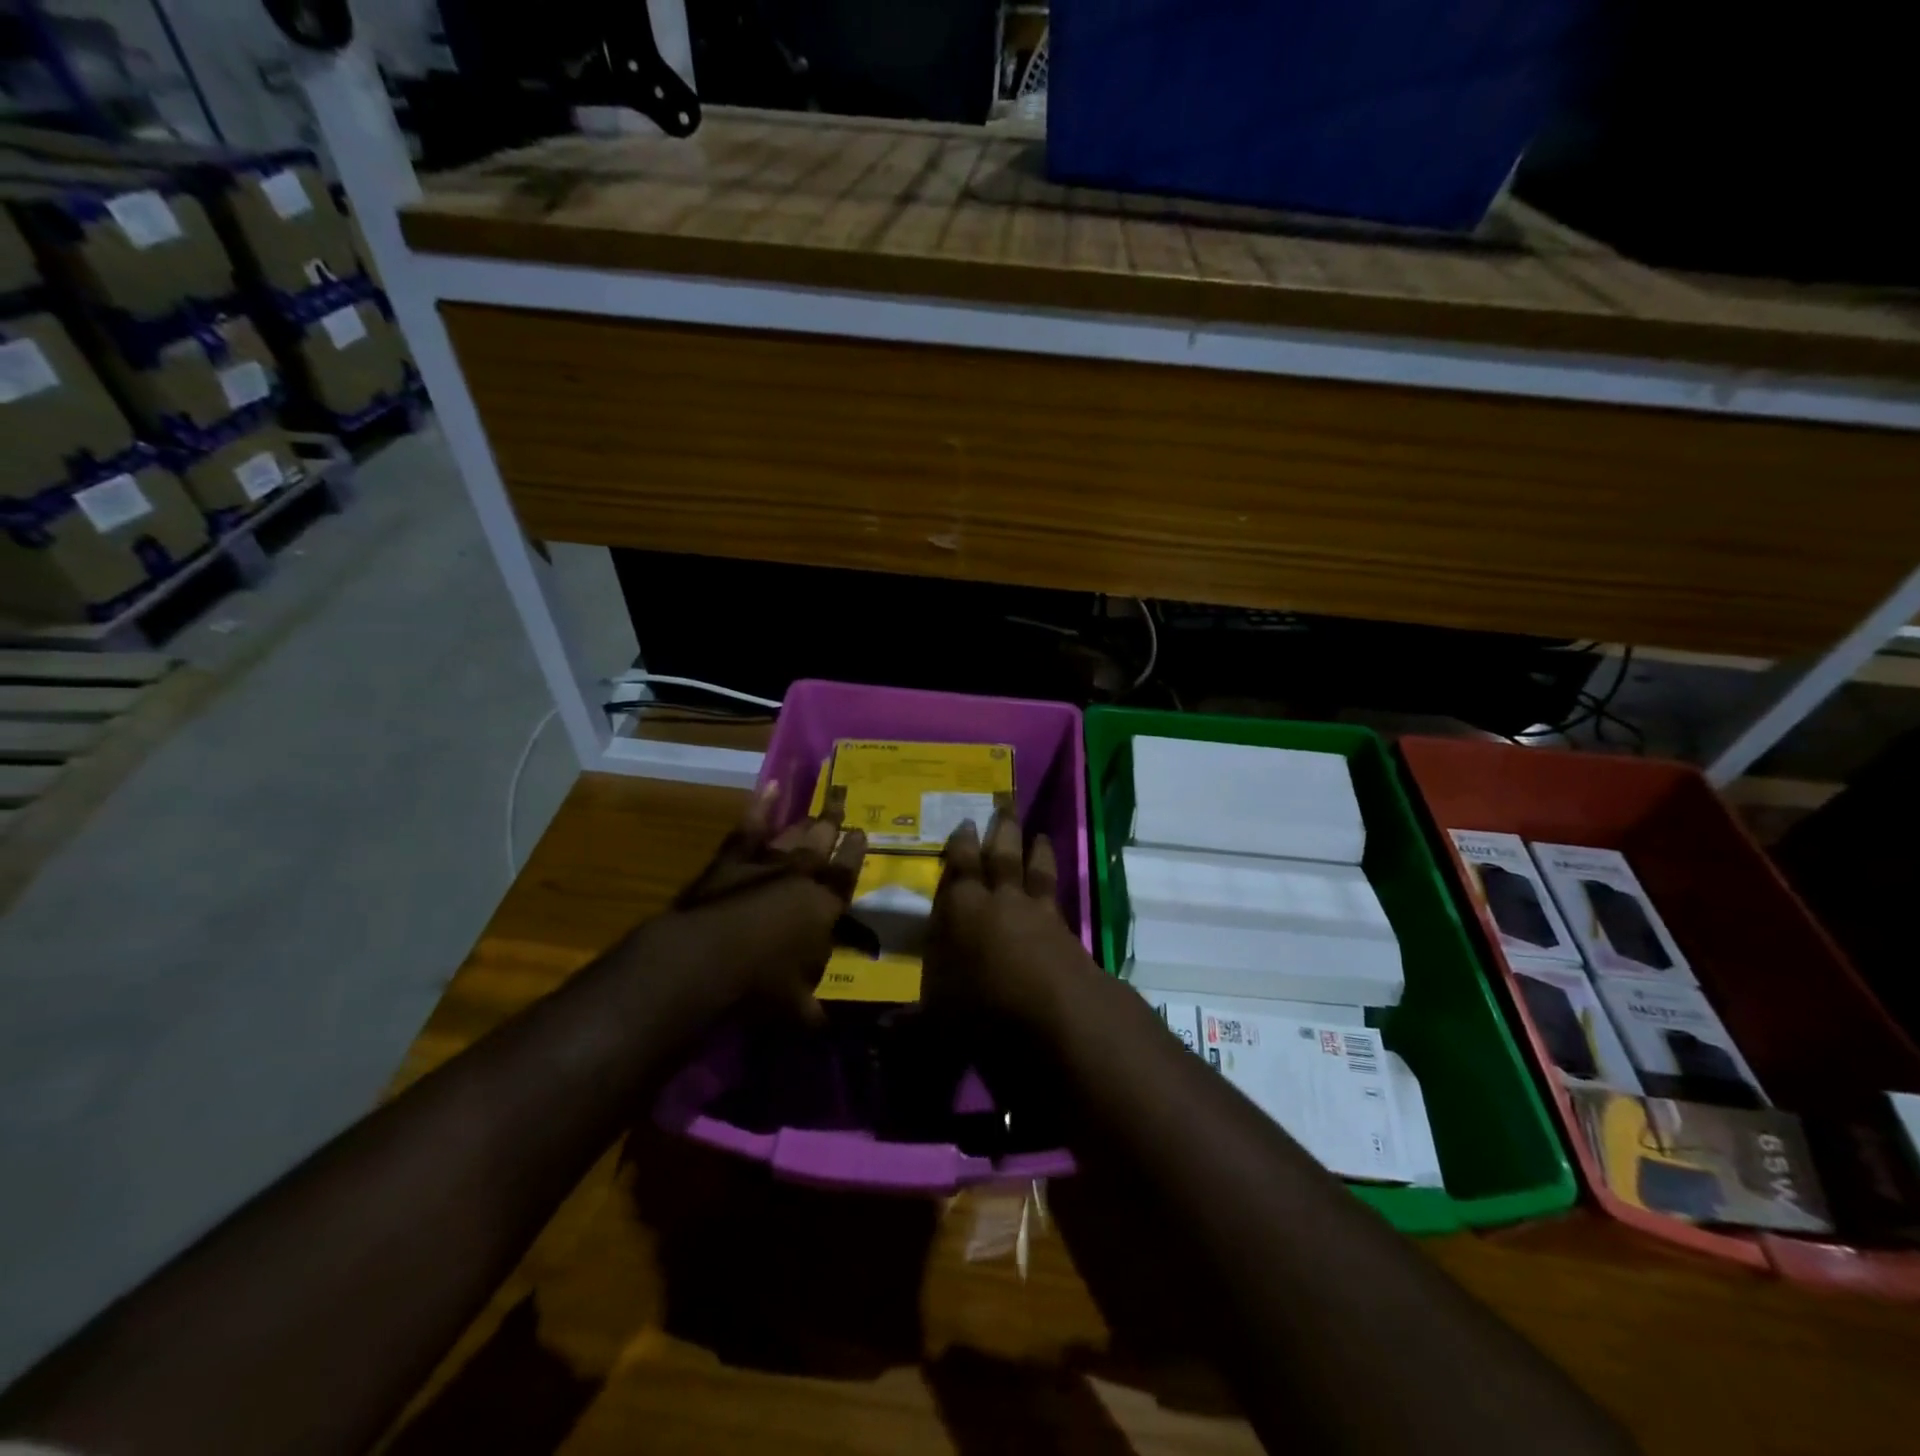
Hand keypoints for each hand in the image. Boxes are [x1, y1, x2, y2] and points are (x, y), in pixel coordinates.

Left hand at [654, 784, 865, 1026]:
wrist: (705, 959)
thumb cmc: (760, 986)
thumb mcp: (797, 1009)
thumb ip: (816, 1012)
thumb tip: (830, 1028)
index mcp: (825, 907)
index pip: (846, 873)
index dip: (855, 852)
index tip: (862, 832)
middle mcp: (801, 877)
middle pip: (823, 842)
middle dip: (834, 821)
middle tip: (842, 800)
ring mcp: (765, 863)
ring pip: (794, 833)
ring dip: (808, 817)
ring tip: (822, 798)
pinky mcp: (731, 860)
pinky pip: (750, 827)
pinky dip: (760, 805)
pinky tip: (769, 785)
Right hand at [923, 813, 1093, 1032]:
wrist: (1057, 1015)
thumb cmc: (985, 1009)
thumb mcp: (939, 1021)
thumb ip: (911, 1023)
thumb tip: (881, 1032)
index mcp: (962, 910)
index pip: (959, 869)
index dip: (961, 846)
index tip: (964, 823)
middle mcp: (999, 900)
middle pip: (1001, 855)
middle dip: (1000, 830)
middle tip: (1003, 804)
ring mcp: (1036, 911)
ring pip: (1033, 868)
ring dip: (1034, 848)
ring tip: (1038, 833)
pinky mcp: (1064, 928)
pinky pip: (1056, 892)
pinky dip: (1055, 879)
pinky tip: (1056, 877)